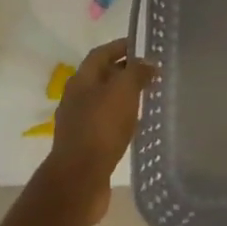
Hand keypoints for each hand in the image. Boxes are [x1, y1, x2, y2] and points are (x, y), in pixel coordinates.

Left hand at [40, 38, 154, 225]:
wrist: (79, 179)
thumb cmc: (101, 127)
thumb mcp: (123, 91)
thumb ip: (137, 72)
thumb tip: (148, 63)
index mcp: (82, 79)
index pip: (101, 53)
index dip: (121, 46)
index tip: (143, 47)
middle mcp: (76, 97)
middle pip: (101, 76)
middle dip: (124, 71)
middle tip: (150, 73)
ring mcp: (78, 122)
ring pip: (103, 100)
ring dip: (123, 96)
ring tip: (146, 97)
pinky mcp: (84, 144)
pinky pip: (104, 122)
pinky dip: (120, 118)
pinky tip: (135, 125)